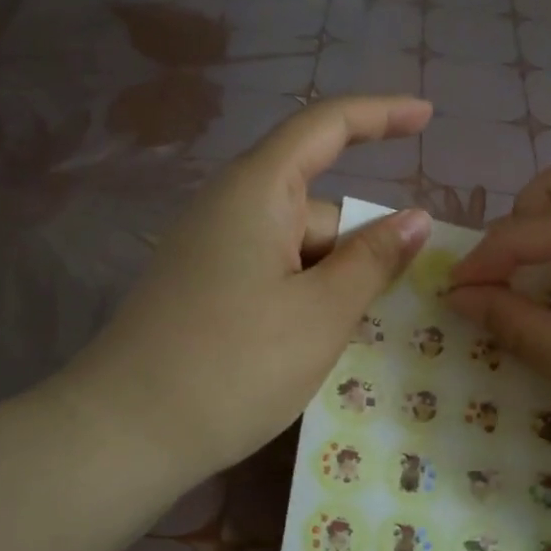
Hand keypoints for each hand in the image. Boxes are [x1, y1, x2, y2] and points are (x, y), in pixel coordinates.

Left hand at [49, 95, 432, 487]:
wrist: (123, 435)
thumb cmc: (234, 365)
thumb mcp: (322, 313)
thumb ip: (374, 260)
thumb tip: (416, 219)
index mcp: (258, 191)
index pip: (326, 127)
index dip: (381, 115)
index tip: (427, 116)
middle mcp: (231, 208)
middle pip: (319, 207)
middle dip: (362, 247)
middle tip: (392, 307)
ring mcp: (213, 250)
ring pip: (300, 250)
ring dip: (335, 284)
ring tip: (347, 342)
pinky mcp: (205, 288)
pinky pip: (275, 275)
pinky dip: (306, 299)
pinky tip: (312, 346)